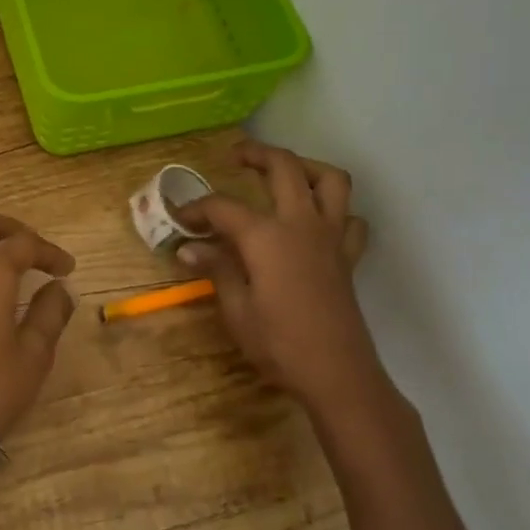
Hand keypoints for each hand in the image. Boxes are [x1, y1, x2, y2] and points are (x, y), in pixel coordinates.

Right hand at [174, 141, 380, 415]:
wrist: (338, 375)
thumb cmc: (279, 344)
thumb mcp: (236, 309)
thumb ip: (216, 269)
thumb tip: (188, 249)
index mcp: (266, 236)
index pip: (223, 207)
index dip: (197, 209)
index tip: (180, 219)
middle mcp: (301, 224)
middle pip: (284, 168)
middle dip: (257, 154)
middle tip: (235, 156)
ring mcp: (330, 237)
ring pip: (330, 180)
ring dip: (306, 167)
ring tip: (284, 173)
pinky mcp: (347, 256)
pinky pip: (349, 218)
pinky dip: (335, 210)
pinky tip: (316, 221)